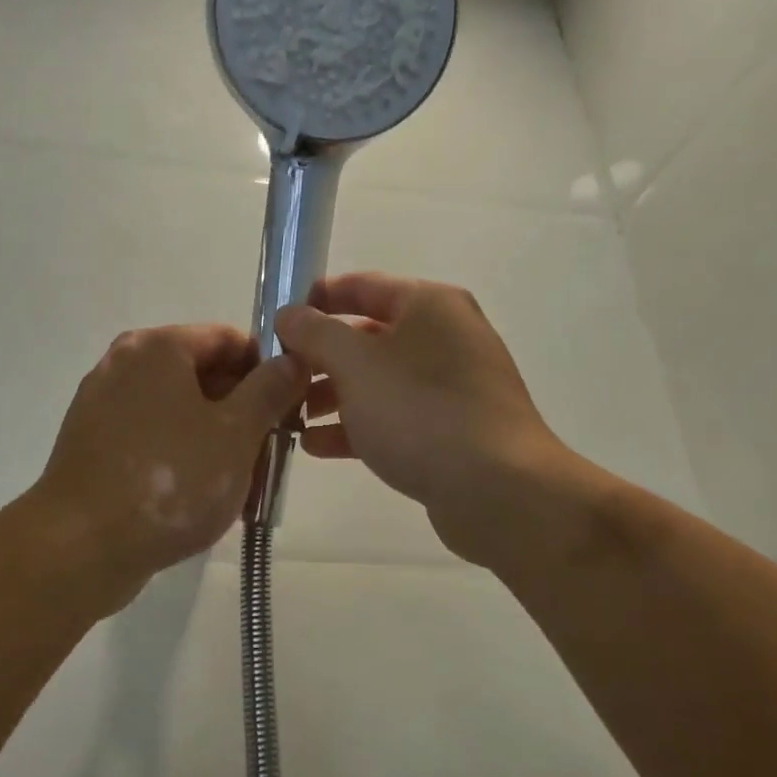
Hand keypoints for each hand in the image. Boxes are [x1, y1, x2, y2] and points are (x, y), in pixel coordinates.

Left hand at [31, 324, 308, 604]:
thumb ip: (271, 390)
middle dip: (242, 410)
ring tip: (242, 483)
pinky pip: (151, 438)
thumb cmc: (170, 480)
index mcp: (157, 347)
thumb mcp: (237, 433)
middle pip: (202, 374)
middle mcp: (124, 365)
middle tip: (271, 451)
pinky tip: (202, 497)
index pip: (228, 338)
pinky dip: (181, 456)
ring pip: (178, 410)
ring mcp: (102, 406)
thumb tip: (292, 360)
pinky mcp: (92, 446)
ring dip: (216, 439)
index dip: (267, 369)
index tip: (290, 408)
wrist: (79, 548)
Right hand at [276, 273, 574, 569]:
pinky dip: (357, 426)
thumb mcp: (355, 364)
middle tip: (279, 377)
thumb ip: (315, 333)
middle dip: (320, 357)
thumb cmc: (420, 411)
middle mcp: (445, 337)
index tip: (277, 321)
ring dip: (333, 396)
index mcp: (429, 305)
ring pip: (379, 381)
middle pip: (368, 337)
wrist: (498, 490)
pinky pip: (395, 417)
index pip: (362, 286)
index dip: (316, 299)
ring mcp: (452, 386)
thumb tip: (289, 315)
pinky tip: (316, 447)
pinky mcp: (452, 430)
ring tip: (291, 416)